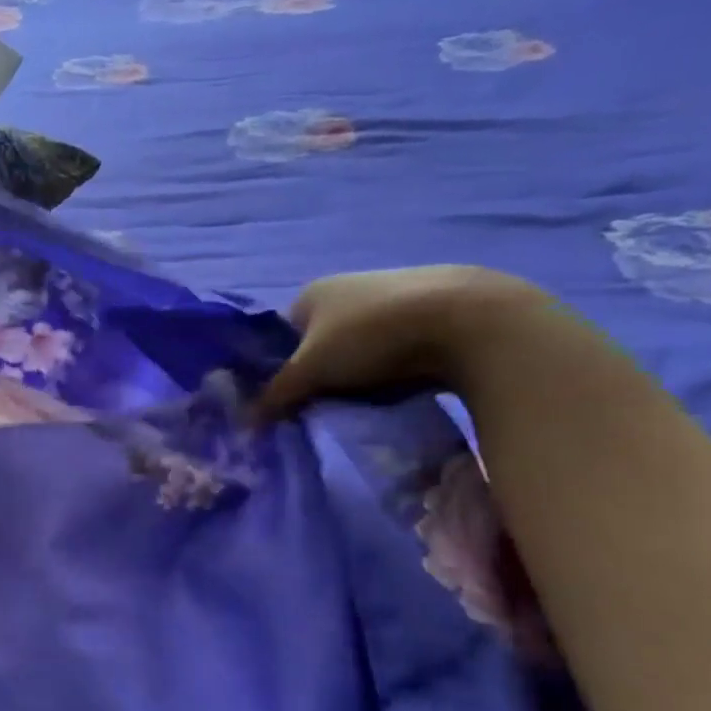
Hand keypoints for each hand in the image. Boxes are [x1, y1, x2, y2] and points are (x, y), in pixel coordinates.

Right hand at [256, 266, 550, 417]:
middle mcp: (346, 288)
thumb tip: (244, 422)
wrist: (466, 318)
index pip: (281, 337)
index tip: (289, 402)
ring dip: (357, 376)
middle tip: (323, 408)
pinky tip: (399, 391)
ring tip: (363, 404)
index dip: (281, 370)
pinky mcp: (426, 314)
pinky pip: (394, 352)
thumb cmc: (370, 335)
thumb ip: (276, 394)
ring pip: (358, 350)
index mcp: (310, 293)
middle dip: (321, 376)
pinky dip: (392, 372)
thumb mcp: (311, 369)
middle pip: (319, 345)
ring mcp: (388, 299)